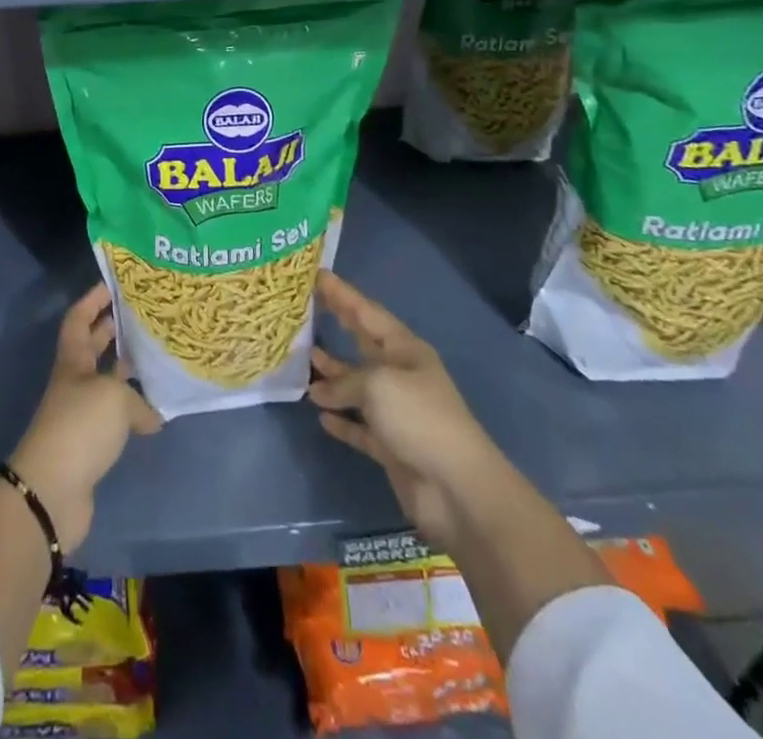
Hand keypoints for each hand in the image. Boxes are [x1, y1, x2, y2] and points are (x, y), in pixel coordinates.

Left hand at [10, 284, 162, 553]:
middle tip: (141, 315)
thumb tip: (152, 416)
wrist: (52, 491)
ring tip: (155, 357)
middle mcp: (74, 382)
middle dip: (112, 329)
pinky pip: (114, 416)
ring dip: (125, 370)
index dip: (92, 300)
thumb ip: (138, 399)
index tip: (113, 284)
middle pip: (91, 347)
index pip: (78, 319)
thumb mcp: (114, 398)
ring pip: (105, 381)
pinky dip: (132, 411)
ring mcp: (80, 414)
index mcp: (73, 361)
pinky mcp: (89, 445)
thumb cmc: (80, 426)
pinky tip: (155, 412)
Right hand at [309, 270, 493, 549]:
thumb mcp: (377, 384)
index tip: (317, 274)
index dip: (342, 294)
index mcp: (405, 350)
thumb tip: (319, 391)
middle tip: (306, 306)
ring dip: (333, 374)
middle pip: (363, 343)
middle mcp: (400, 375)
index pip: (367, 312)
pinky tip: (320, 413)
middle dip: (338, 324)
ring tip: (305, 361)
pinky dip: (341, 419)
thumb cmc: (419, 418)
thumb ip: (344, 381)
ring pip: (357, 385)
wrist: (457, 488)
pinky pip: (359, 425)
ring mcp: (396, 412)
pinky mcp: (390, 446)